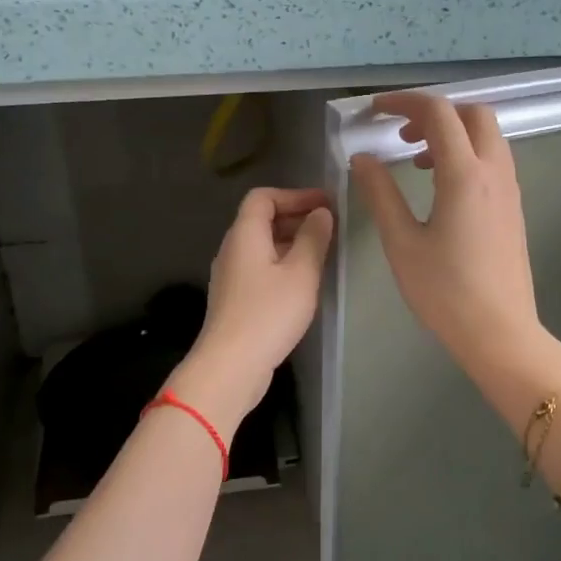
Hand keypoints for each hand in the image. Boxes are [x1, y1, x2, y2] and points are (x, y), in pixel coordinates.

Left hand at [172, 187, 334, 428]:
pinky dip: (282, 264)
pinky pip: (260, 268)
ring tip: (322, 253)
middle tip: (329, 227)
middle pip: (261, 220)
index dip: (295, 195)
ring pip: (262, 246)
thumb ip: (313, 238)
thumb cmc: (269, 313)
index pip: (263, 197)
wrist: (231, 365)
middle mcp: (232, 249)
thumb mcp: (301, 273)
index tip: (325, 205)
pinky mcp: (235, 299)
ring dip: (291, 242)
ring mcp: (231, 276)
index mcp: (245, 234)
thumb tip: (321, 214)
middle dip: (296, 217)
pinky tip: (303, 283)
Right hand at [350, 92, 546, 382]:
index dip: (403, 103)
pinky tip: (442, 187)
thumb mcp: (401, 242)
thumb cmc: (444, 291)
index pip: (438, 113)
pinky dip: (467, 154)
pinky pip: (493, 160)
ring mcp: (510, 190)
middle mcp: (494, 172)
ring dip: (453, 133)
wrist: (498, 331)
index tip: (374, 111)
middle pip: (473, 114)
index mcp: (465, 175)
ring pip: (487, 136)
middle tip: (400, 135)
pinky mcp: (513, 208)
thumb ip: (380, 194)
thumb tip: (362, 159)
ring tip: (417, 161)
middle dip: (435, 112)